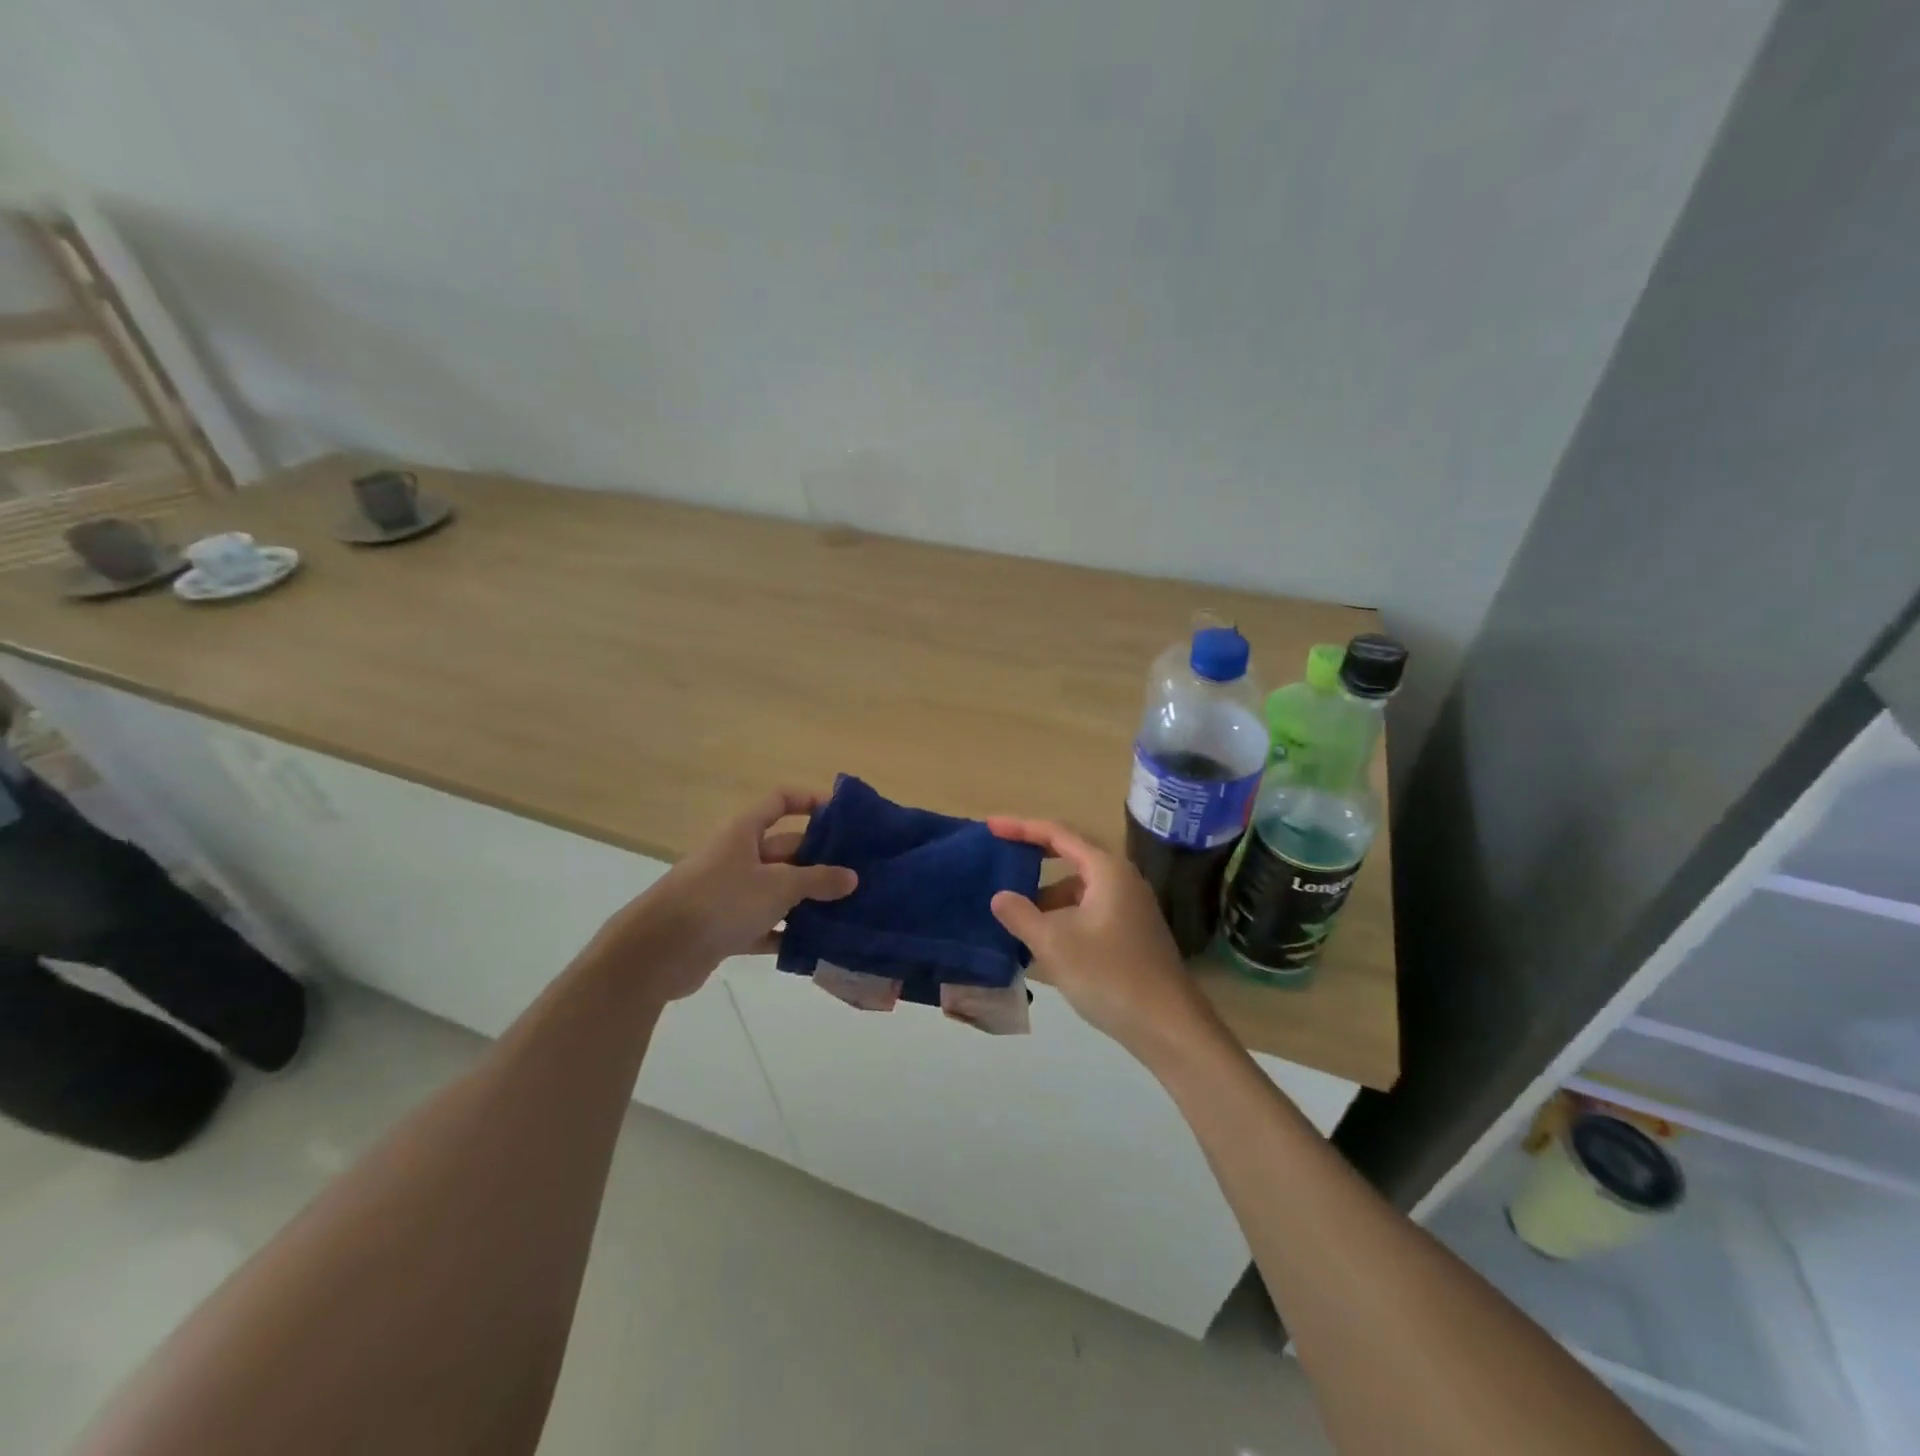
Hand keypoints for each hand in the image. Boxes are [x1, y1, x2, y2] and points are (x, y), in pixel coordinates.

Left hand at [589, 788, 856, 1002]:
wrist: (656, 953)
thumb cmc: (720, 901)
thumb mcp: (776, 886)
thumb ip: (817, 880)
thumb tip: (852, 877)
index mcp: (744, 832)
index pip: (780, 801)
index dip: (810, 801)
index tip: (843, 815)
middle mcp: (737, 856)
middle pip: (786, 849)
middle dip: (820, 860)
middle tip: (860, 873)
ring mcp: (730, 893)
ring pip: (778, 890)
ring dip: (808, 900)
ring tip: (849, 910)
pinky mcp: (725, 928)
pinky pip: (765, 926)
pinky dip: (787, 933)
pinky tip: (817, 945)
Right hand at [987, 817, 1221, 1063]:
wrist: (1169, 1026)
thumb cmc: (1109, 976)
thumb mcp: (1055, 944)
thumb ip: (1021, 915)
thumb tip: (999, 896)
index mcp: (1107, 870)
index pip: (1058, 834)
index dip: (1022, 828)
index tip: (991, 827)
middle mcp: (1122, 879)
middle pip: (1071, 855)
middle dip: (1034, 857)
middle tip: (1001, 858)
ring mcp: (1130, 907)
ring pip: (1079, 888)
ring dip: (1047, 896)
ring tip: (1014, 913)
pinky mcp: (1132, 933)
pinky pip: (1088, 910)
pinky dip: (1063, 916)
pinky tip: (1043, 940)